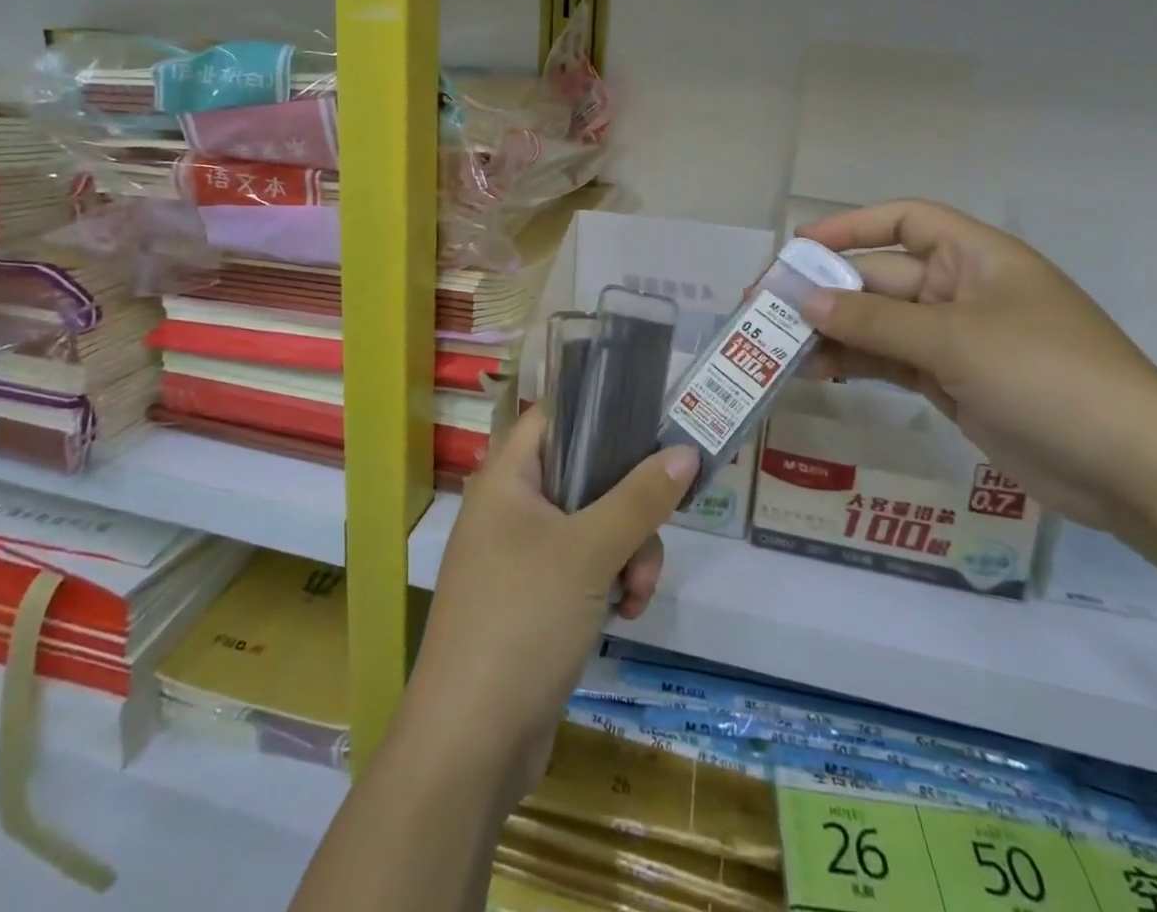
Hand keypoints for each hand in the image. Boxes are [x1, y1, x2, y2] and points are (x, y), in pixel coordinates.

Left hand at [401, 408, 699, 807]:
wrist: (470, 743)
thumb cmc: (522, 621)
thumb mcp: (589, 552)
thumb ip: (640, 498)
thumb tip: (686, 450)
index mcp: (506, 479)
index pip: (553, 418)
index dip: (598, 413)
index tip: (650, 429)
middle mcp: (509, 509)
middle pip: (585, 476)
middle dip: (629, 508)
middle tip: (650, 539)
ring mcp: (520, 557)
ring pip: (593, 527)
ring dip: (626, 554)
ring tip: (635, 596)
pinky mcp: (534, 600)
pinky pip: (584, 568)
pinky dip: (608, 584)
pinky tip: (623, 615)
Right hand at [796, 200, 1156, 529]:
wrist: (1133, 471)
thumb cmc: (1049, 377)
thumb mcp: (955, 339)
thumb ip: (874, 319)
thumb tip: (805, 299)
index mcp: (977, 258)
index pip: (906, 221)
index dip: (851, 226)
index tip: (799, 245)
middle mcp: (963, 291)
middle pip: (882, 277)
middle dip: (827, 289)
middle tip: (766, 304)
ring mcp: (958, 341)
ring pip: (880, 324)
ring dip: (833, 331)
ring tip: (777, 344)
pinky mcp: (953, 384)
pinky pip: (891, 362)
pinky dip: (855, 364)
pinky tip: (814, 372)